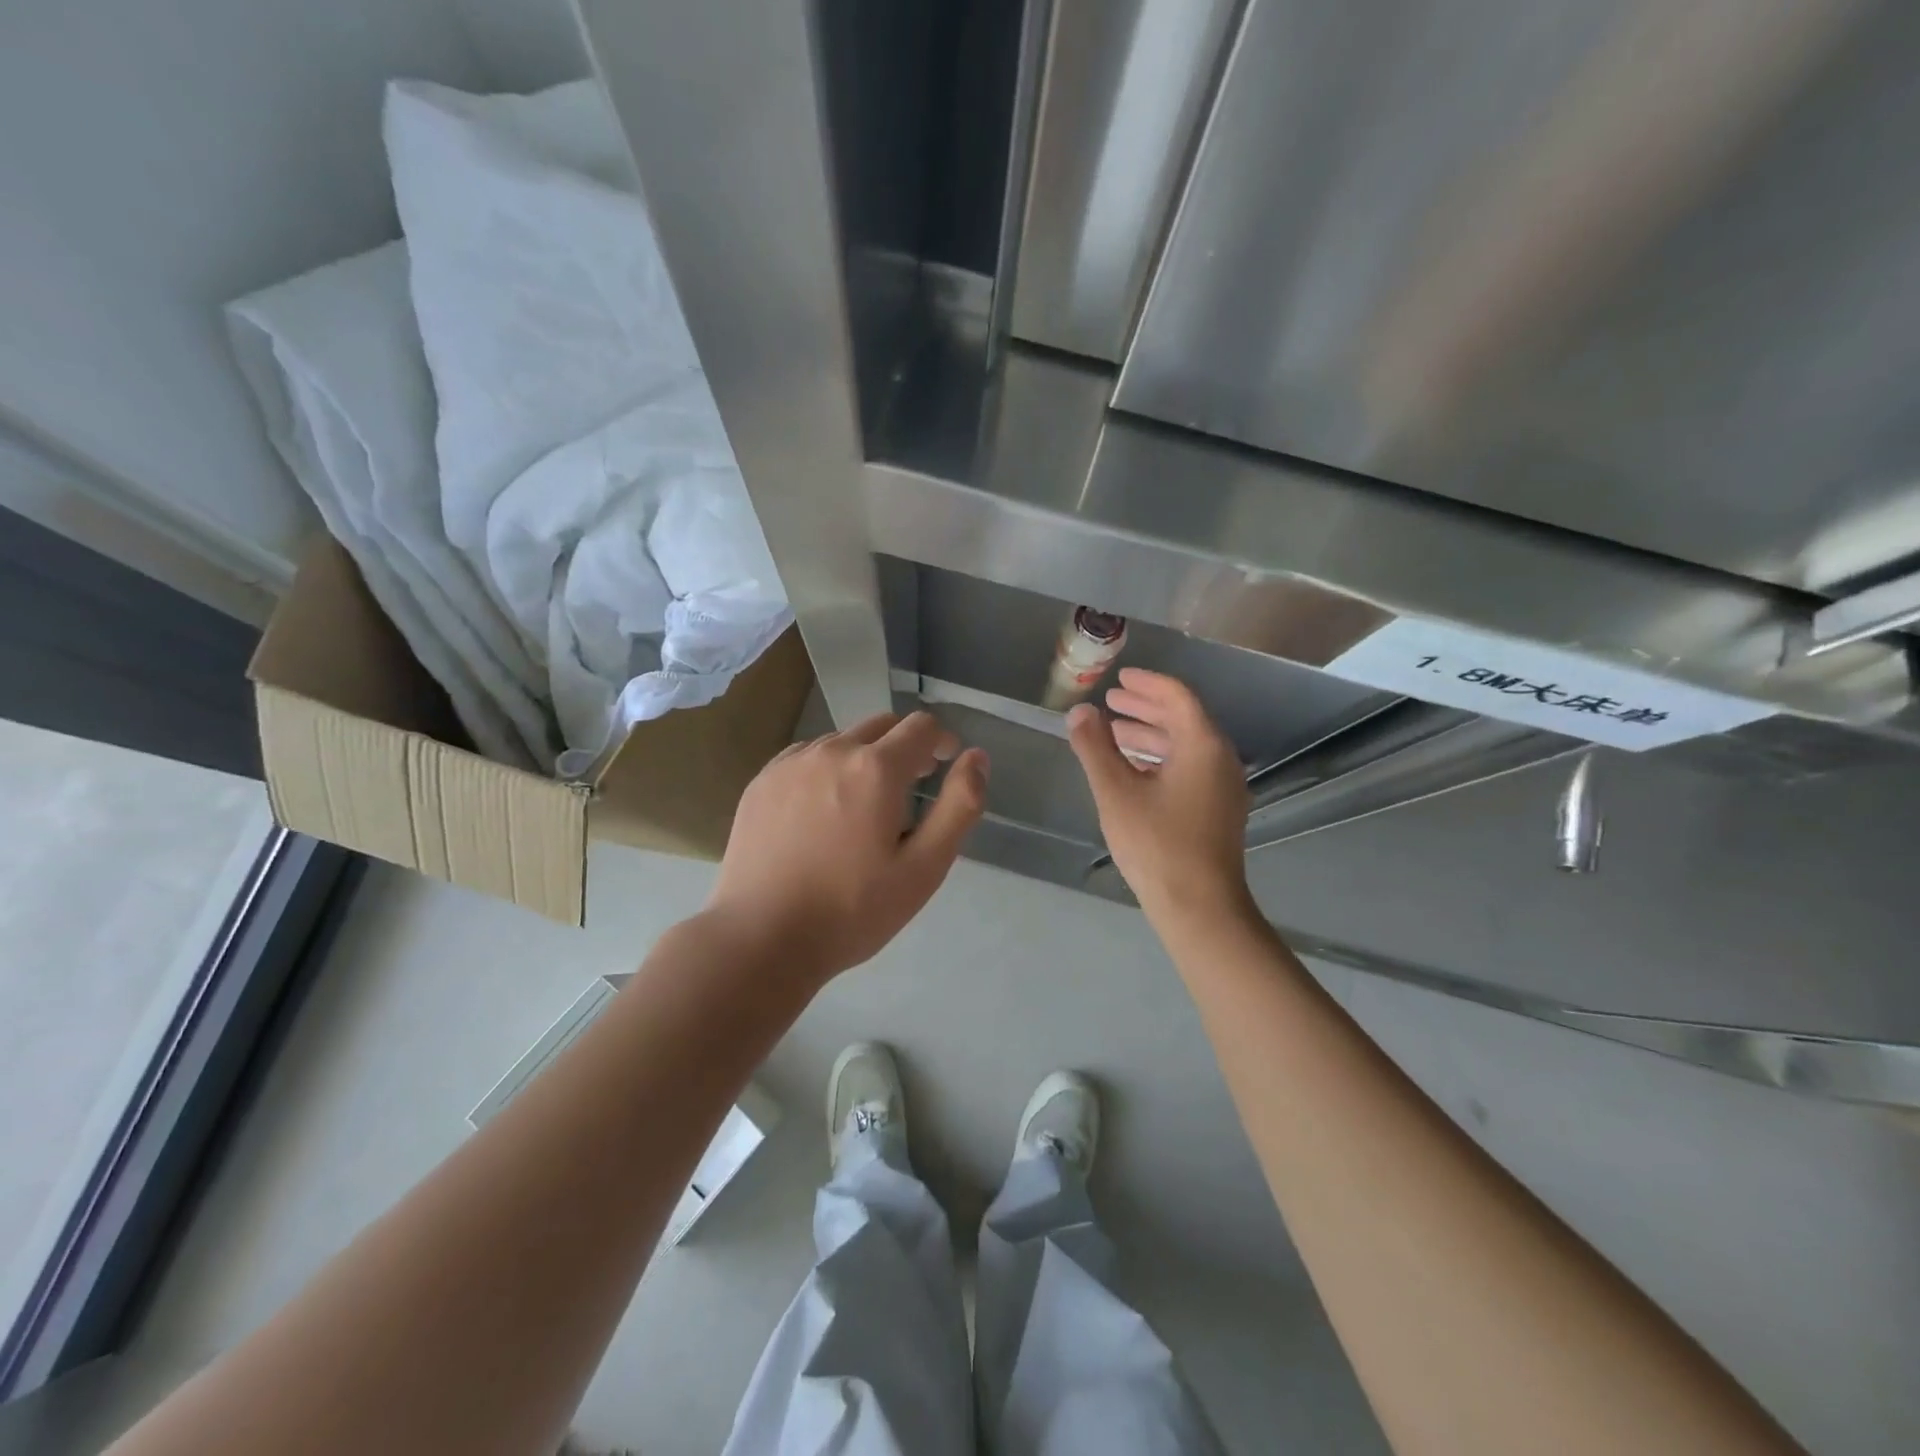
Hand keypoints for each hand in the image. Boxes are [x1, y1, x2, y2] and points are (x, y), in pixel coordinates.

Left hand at [707, 711, 987, 981]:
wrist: (761, 938)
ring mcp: (790, 763)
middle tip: (911, 789)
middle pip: (882, 726)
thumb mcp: (923, 868)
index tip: (944, 767)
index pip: (921, 726)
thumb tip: (976, 757)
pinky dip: (827, 769)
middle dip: (905, 747)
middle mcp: (831, 750)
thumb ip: (958, 806)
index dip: (941, 741)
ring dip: (864, 758)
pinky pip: (807, 757)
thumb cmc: (852, 910)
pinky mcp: (761, 781)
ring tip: (864, 807)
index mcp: (875, 768)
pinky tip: (822, 812)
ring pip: (842, 740)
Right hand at [1067, 669, 1250, 920]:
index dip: (1147, 683)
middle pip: (1184, 718)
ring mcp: (1223, 787)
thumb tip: (1079, 712)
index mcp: (1203, 746)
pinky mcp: (1218, 809)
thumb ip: (1095, 747)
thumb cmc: (1156, 844)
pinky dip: (1161, 758)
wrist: (1199, 906)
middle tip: (1112, 700)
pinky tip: (1134, 769)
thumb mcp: (1116, 792)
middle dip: (1146, 707)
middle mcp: (1220, 759)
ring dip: (1151, 733)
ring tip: (1115, 732)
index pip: (1177, 697)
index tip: (1119, 677)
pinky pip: (1190, 767)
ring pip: (1186, 745)